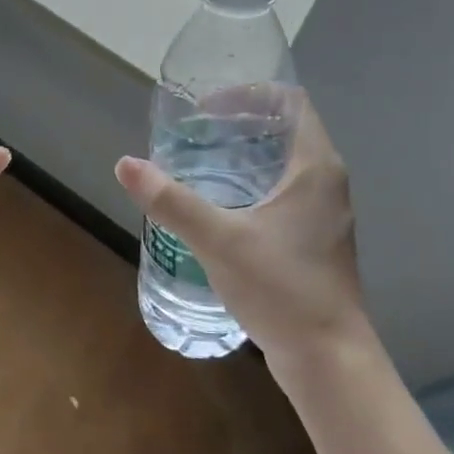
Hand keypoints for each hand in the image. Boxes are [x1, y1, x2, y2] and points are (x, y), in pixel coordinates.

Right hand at [115, 95, 365, 370]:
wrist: (328, 360)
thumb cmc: (282, 289)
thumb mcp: (219, 240)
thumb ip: (171, 201)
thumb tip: (126, 164)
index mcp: (315, 168)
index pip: (290, 103)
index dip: (250, 93)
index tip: (207, 104)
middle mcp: (325, 183)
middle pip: (284, 130)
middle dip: (238, 122)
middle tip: (193, 130)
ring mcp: (323, 213)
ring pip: (283, 164)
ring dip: (244, 154)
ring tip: (198, 159)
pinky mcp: (314, 240)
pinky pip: (281, 192)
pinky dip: (250, 183)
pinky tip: (217, 203)